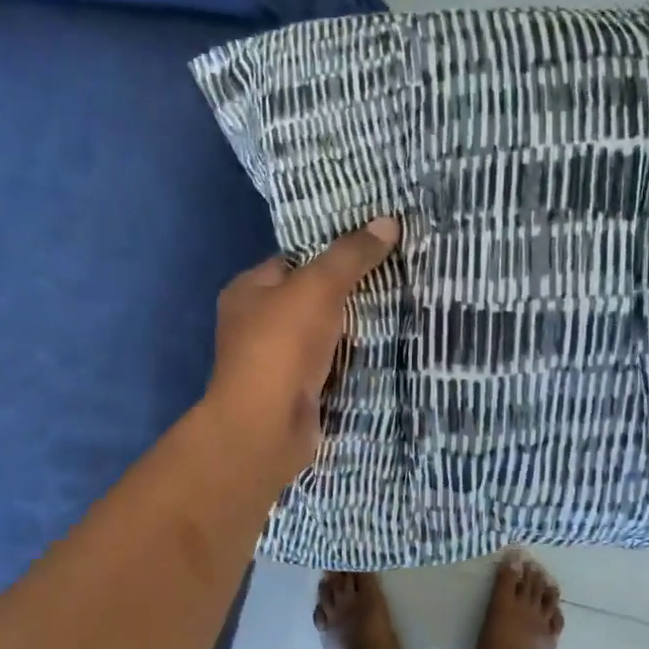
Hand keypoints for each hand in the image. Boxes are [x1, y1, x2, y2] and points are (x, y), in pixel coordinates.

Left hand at [202, 217, 401, 486]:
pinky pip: (330, 365)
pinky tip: (385, 349)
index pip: (292, 260)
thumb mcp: (318, 287)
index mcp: (248, 291)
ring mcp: (275, 361)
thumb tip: (388, 221)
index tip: (373, 247)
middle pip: (310, 298)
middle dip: (348, 292)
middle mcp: (256, 324)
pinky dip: (352, 360)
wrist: (266, 426)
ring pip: (323, 334)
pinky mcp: (296, 391)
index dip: (330, 252)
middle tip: (395, 277)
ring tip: (400, 308)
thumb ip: (351, 255)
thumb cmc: (281, 346)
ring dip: (353, 329)